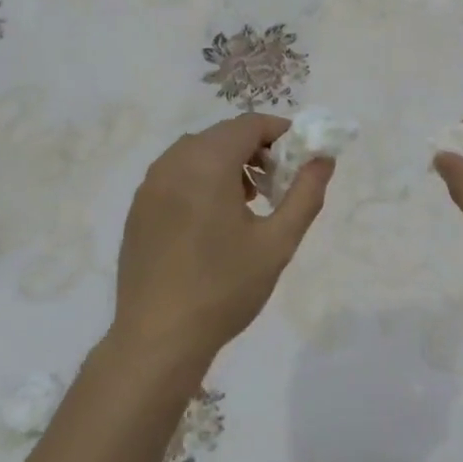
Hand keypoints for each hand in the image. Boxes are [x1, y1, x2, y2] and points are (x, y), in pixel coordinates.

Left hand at [113, 114, 332, 375]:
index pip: (248, 124)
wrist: (158, 337)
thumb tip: (324, 159)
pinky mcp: (138, 207)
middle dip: (256, 149)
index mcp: (206, 162)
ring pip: (197, 153)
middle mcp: (173, 161)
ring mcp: (150, 184)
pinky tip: (213, 220)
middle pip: (222, 135)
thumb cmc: (224, 288)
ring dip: (228, 163)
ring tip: (249, 202)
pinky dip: (201, 179)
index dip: (280, 132)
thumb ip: (305, 194)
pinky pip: (176, 174)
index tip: (301, 156)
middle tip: (279, 183)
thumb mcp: (277, 242)